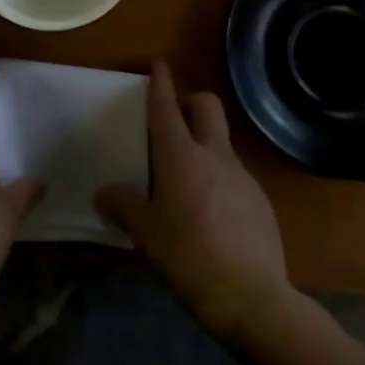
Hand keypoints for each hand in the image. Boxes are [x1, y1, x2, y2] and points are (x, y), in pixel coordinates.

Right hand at [96, 63, 298, 339]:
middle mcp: (214, 156)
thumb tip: (104, 193)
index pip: (167, 108)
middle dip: (191, 101)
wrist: (253, 299)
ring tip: (186, 181)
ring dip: (204, 145)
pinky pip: (235, 175)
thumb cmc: (189, 258)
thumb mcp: (145, 235)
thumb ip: (123, 206)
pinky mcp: (260, 201)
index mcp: (180, 157)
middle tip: (175, 118)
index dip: (160, 84)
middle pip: (207, 106)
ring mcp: (243, 176)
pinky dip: (219, 179)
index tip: (159, 66)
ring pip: (222, 142)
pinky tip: (210, 215)